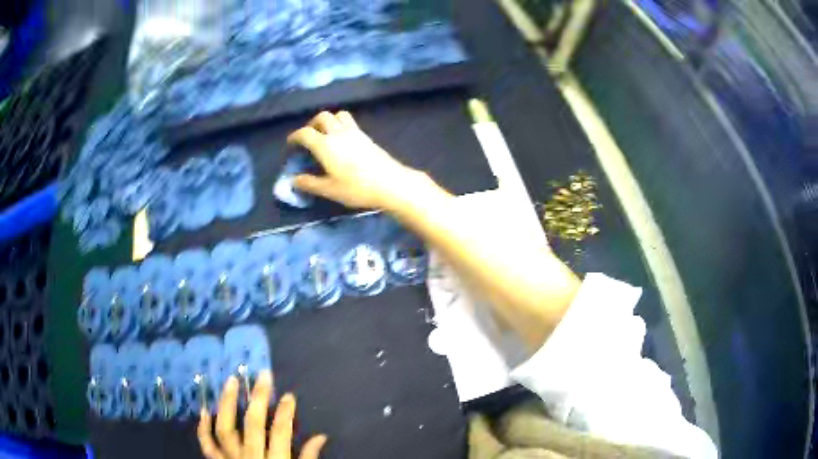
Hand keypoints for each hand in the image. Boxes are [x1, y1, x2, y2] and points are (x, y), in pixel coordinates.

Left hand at [198, 371, 326, 458]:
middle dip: (258, 398)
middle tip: (262, 375)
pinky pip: (207, 444)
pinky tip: (204, 410)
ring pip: (225, 428)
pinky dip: (203, 428)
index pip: (280, 432)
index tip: (289, 395)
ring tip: (231, 381)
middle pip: (252, 423)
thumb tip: (321, 437)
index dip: (285, 412)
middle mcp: (250, 458)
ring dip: (227, 403)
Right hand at [287, 111, 430, 209]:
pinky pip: (349, 122)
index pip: (305, 133)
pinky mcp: (366, 135)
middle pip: (322, 117)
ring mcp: (354, 132)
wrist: (390, 183)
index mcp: (325, 145)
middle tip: (309, 138)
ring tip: (325, 135)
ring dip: (328, 120)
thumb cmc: (357, 188)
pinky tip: (342, 140)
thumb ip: (309, 183)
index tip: (291, 144)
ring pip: (338, 115)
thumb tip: (294, 180)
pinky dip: (340, 124)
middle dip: (312, 124)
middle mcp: (338, 133)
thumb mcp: (329, 190)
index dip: (295, 137)